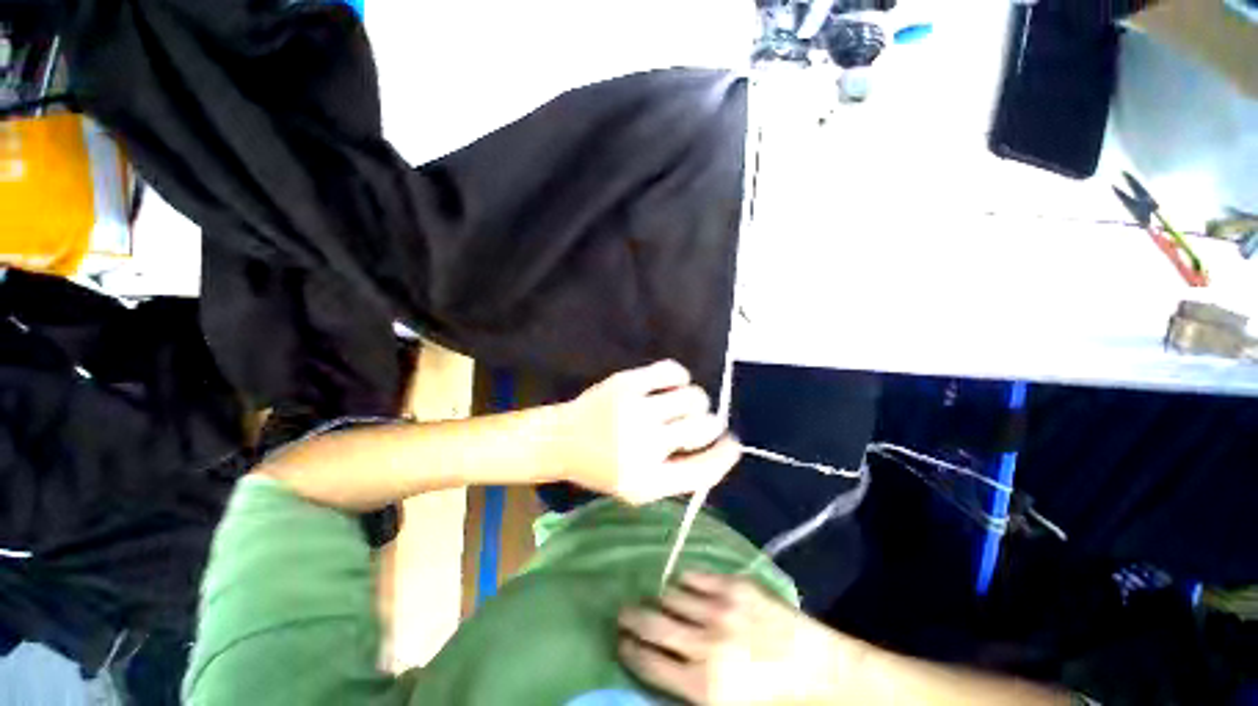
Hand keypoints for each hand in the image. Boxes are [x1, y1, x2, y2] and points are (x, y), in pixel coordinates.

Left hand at [557, 360, 740, 504]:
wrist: (562, 440)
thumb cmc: (602, 466)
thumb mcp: (639, 487)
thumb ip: (679, 474)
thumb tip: (721, 445)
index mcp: (648, 482)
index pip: (705, 470)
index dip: (726, 455)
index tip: (732, 443)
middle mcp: (645, 447)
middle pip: (704, 427)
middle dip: (709, 424)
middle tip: (697, 421)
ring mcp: (635, 411)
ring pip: (694, 397)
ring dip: (695, 401)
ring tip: (680, 405)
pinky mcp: (627, 383)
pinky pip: (673, 371)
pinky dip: (680, 377)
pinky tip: (671, 385)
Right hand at [618, 573, 846, 704]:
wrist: (822, 671)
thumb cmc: (775, 701)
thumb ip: (689, 690)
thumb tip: (661, 670)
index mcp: (703, 686)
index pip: (648, 664)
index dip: (629, 651)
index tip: (621, 642)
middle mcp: (706, 644)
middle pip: (653, 624)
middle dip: (632, 618)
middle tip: (623, 614)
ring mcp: (720, 609)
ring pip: (672, 595)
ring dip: (663, 601)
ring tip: (663, 603)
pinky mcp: (735, 586)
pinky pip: (696, 576)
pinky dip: (686, 581)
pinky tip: (688, 587)